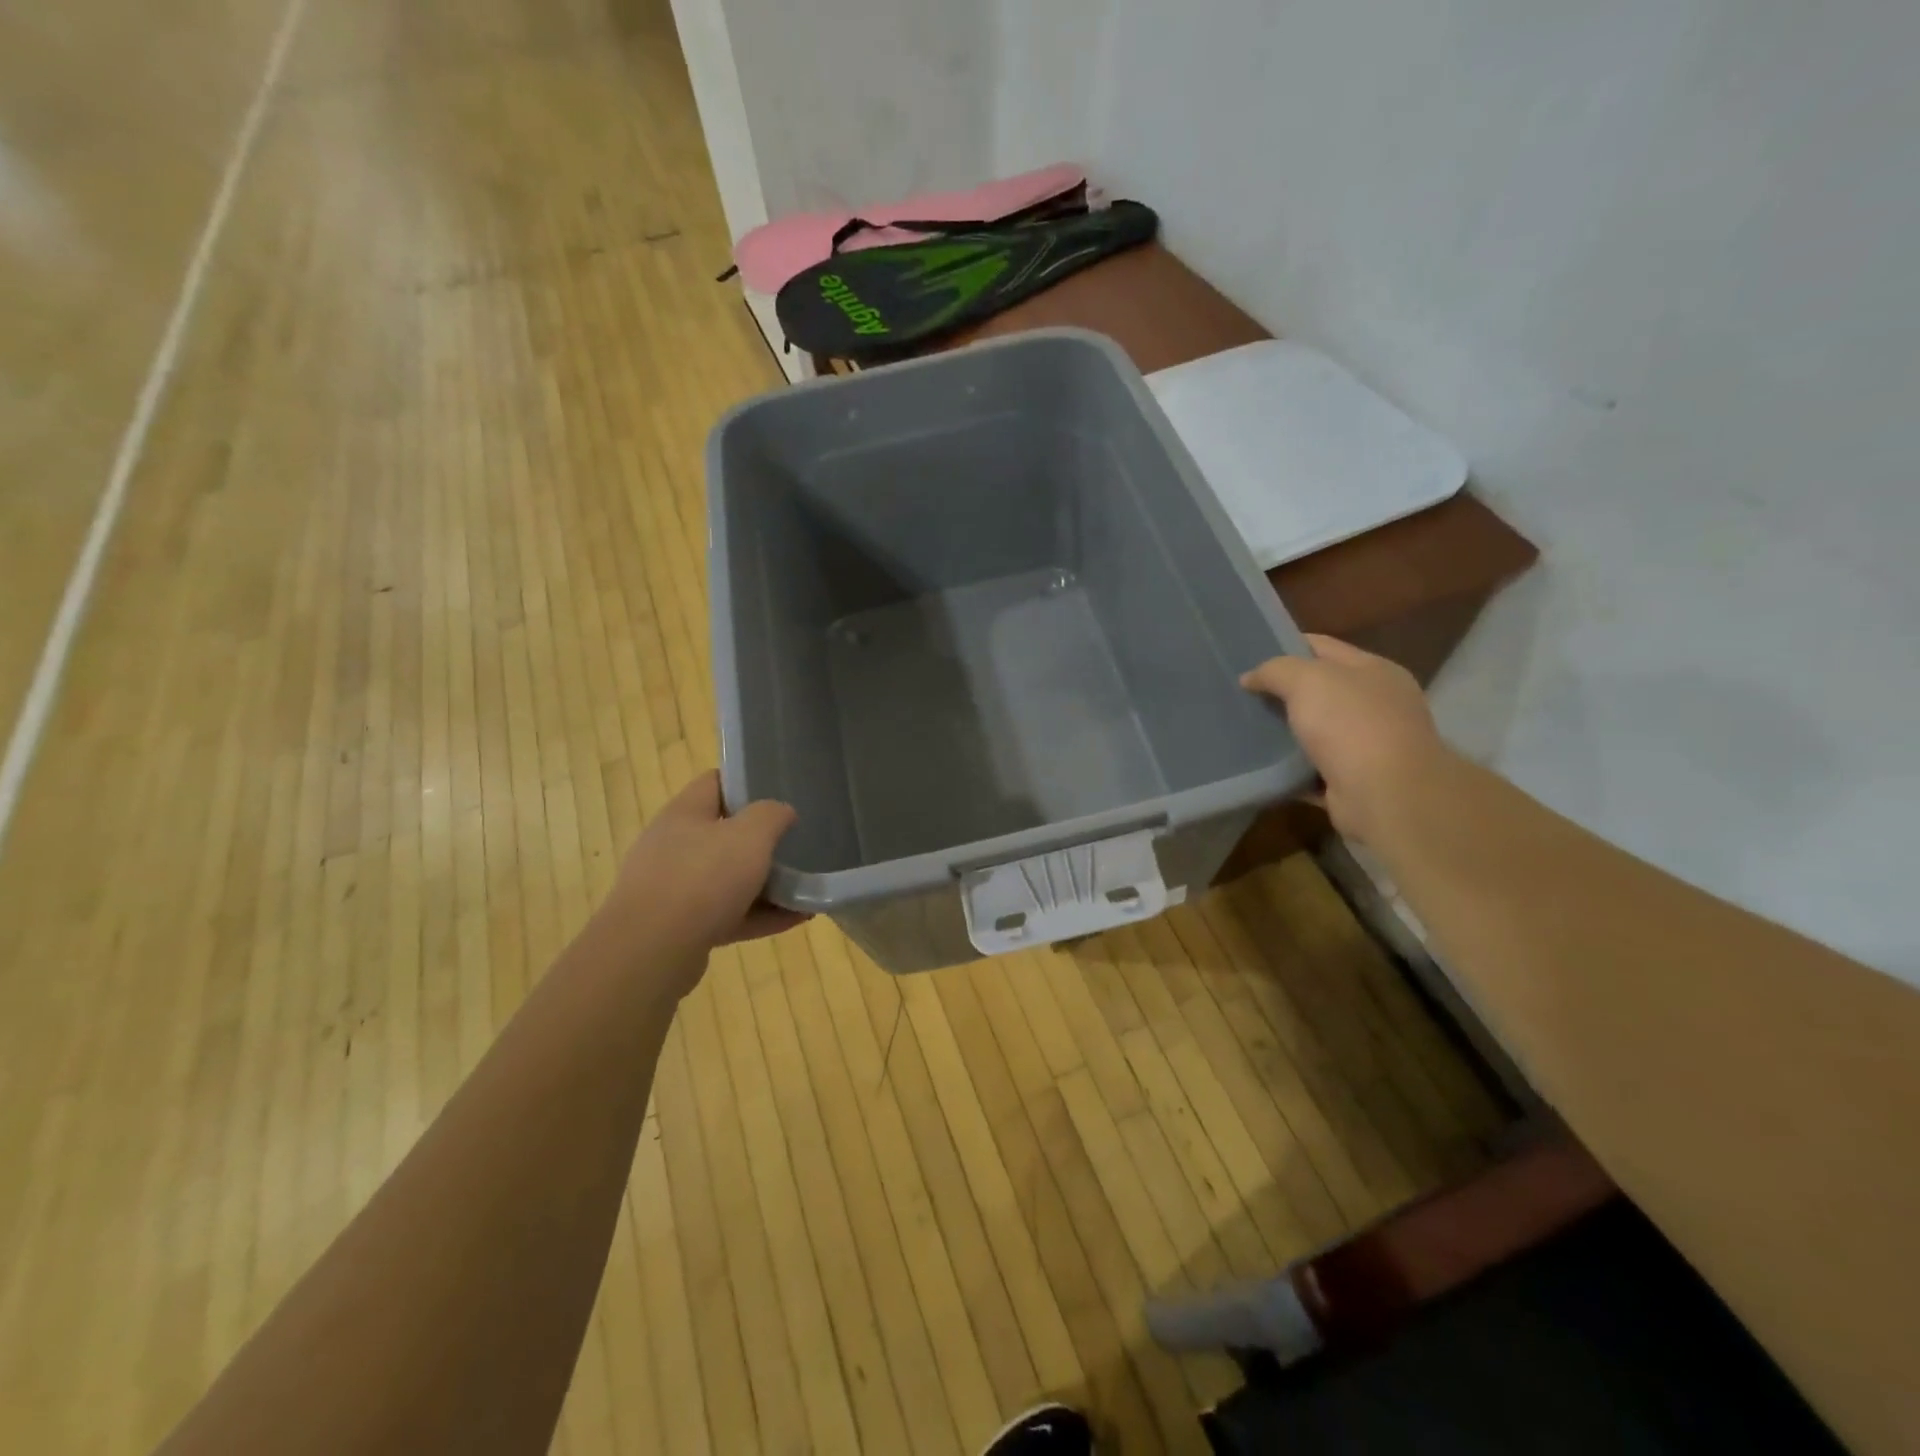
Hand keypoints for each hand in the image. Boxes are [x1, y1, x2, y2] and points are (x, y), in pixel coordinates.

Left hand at [593, 772, 807, 993]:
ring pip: (726, 878)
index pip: (715, 782)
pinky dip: (760, 915)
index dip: (747, 782)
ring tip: (804, 887)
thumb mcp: (750, 836)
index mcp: (684, 813)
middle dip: (760, 839)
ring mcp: (673, 889)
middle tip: (796, 841)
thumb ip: (771, 815)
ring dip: (765, 883)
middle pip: (722, 833)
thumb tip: (782, 811)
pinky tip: (796, 918)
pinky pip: (728, 914)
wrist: (651, 952)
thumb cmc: (702, 878)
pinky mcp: (679, 928)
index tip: (781, 791)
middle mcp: (673, 846)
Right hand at [1241, 634, 1454, 846]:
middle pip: (1319, 690)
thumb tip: (1250, 678)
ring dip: (1283, 733)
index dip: (1285, 646)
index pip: (1323, 647)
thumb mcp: (1307, 680)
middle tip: (1241, 695)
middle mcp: (1376, 705)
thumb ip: (1275, 671)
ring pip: (1314, 732)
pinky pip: (1311, 769)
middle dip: (1282, 692)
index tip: (1248, 656)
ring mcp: (1367, 745)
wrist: (1386, 795)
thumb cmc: (1351, 724)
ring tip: (1243, 730)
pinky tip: (1260, 765)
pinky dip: (1289, 769)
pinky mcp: (1352, 781)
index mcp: (1374, 671)